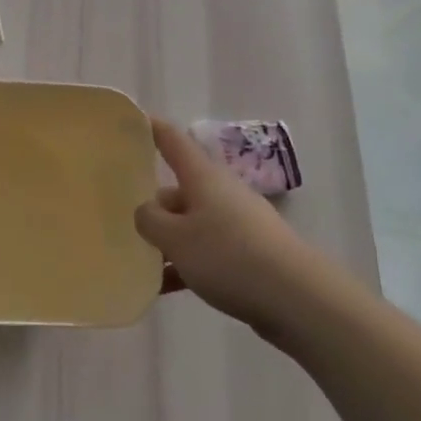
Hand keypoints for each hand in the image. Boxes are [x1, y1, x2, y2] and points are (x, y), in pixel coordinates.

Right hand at [136, 118, 307, 333]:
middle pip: (178, 188)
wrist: (299, 299)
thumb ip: (150, 220)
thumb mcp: (176, 238)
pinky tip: (164, 287)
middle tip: (122, 219)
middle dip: (152, 203)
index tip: (130, 121)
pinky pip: (207, 251)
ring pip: (191, 223)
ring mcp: (237, 222)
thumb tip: (145, 210)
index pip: (171, 139)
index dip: (150, 127)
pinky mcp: (249, 253)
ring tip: (139, 261)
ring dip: (168, 239)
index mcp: (201, 176)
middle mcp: (220, 191)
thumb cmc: (229, 256)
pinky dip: (185, 264)